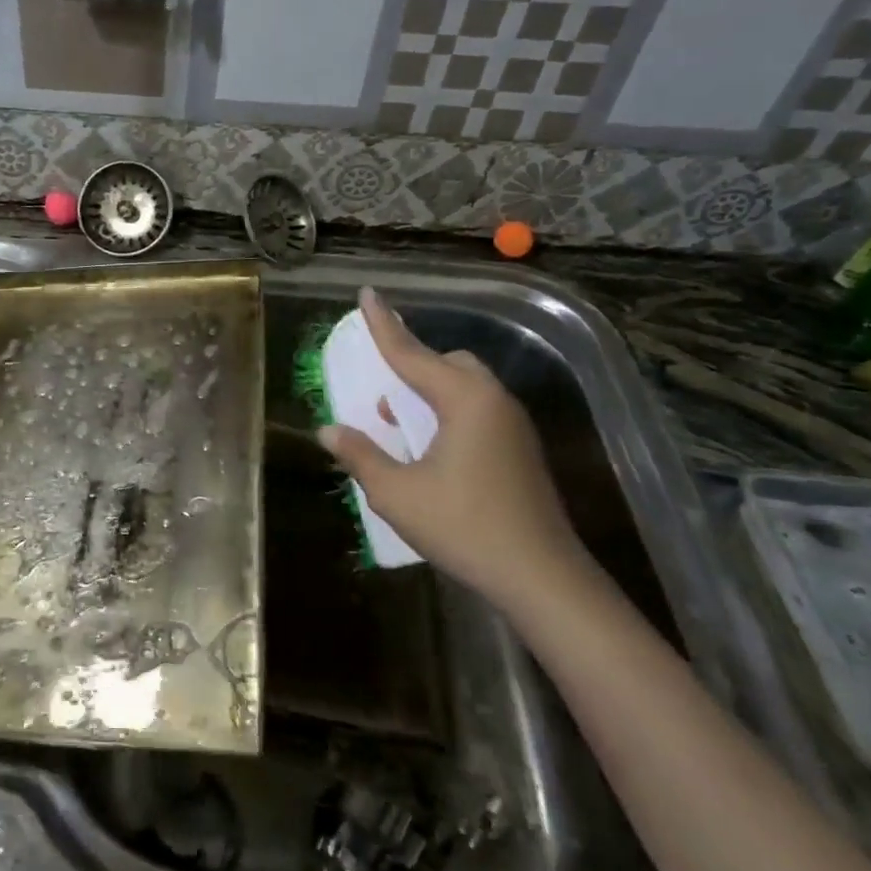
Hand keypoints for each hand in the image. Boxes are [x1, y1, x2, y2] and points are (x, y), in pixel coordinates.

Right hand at [317, 289, 596, 615]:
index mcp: (464, 400)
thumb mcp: (397, 493)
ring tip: (397, 417)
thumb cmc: (463, 527)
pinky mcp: (520, 450)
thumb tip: (329, 430)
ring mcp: (513, 426)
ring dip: (429, 391)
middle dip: (413, 363)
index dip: (384, 325)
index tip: (367, 293)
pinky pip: (477, 410)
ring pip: (465, 387)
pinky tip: (429, 446)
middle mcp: (493, 401)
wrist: (541, 577)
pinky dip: (447, 412)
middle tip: (381, 380)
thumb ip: (361, 455)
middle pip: (448, 363)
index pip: (412, 353)